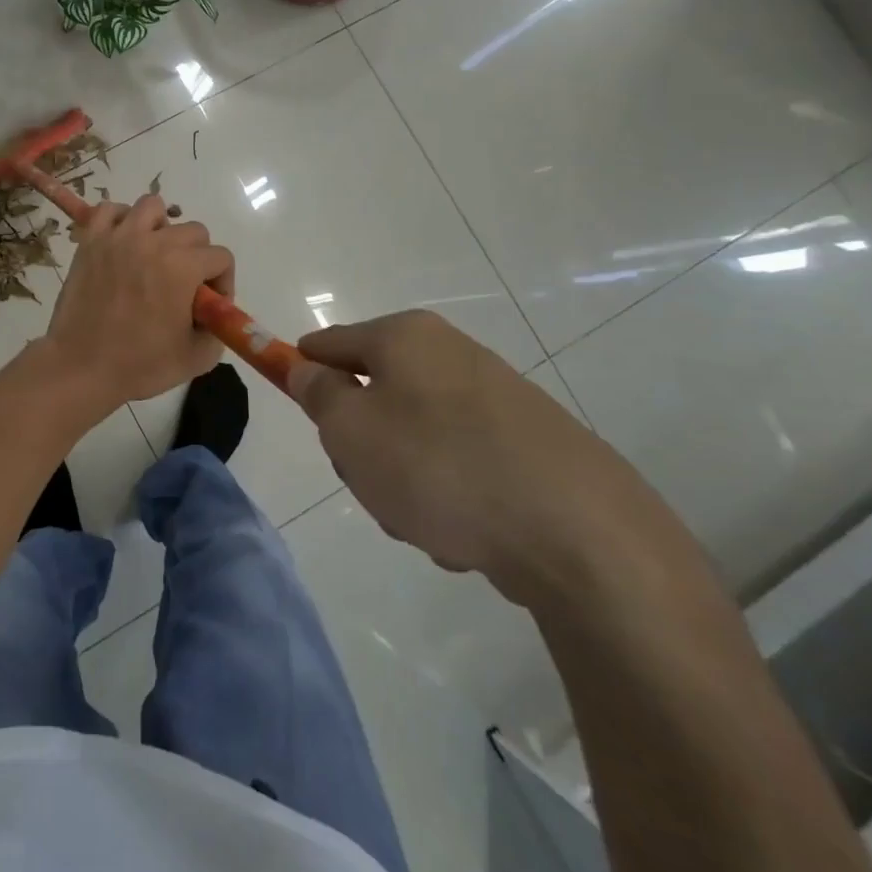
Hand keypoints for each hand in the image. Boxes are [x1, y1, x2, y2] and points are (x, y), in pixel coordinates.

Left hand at [44, 193, 234, 408]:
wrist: (81, 367)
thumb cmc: (140, 366)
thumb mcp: (197, 358)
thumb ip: (218, 329)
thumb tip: (215, 315)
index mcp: (183, 267)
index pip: (220, 257)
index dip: (222, 282)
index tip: (208, 305)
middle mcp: (153, 242)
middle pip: (192, 231)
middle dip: (197, 257)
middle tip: (182, 286)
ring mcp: (118, 237)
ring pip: (152, 207)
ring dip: (161, 228)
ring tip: (154, 255)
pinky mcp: (90, 241)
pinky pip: (109, 210)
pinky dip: (120, 220)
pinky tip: (123, 244)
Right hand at [287, 310, 672, 606]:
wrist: (577, 532)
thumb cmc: (438, 466)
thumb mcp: (350, 430)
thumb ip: (318, 395)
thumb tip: (309, 369)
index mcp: (405, 338)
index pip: (330, 342)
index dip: (303, 368)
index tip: (294, 401)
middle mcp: (452, 354)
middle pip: (376, 392)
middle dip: (362, 440)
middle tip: (366, 476)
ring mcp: (497, 399)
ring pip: (415, 436)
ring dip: (404, 477)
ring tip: (424, 520)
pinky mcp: (530, 445)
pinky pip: (460, 465)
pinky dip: (451, 496)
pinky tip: (467, 534)